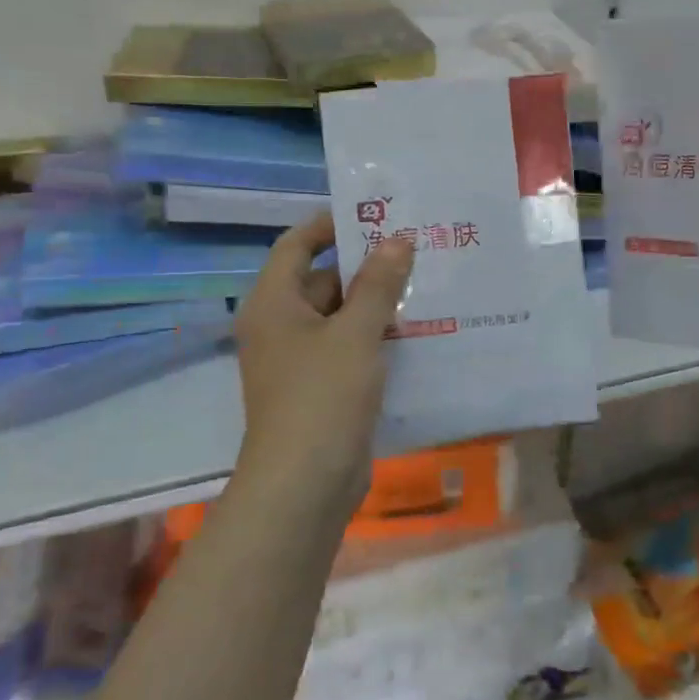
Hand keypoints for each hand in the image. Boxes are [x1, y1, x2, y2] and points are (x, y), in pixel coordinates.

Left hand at [233, 212, 412, 507]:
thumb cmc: (323, 396)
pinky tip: (416, 333)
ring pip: (339, 318)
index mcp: (273, 304)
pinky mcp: (320, 389)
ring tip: (424, 285)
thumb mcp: (355, 333)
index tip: (374, 215)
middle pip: (321, 281)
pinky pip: (348, 349)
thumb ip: (379, 284)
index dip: (330, 225)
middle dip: (365, 267)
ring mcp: (299, 361)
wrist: (305, 484)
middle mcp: (280, 327)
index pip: (296, 246)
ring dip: (376, 304)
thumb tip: (398, 240)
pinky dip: (375, 338)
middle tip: (414, 250)